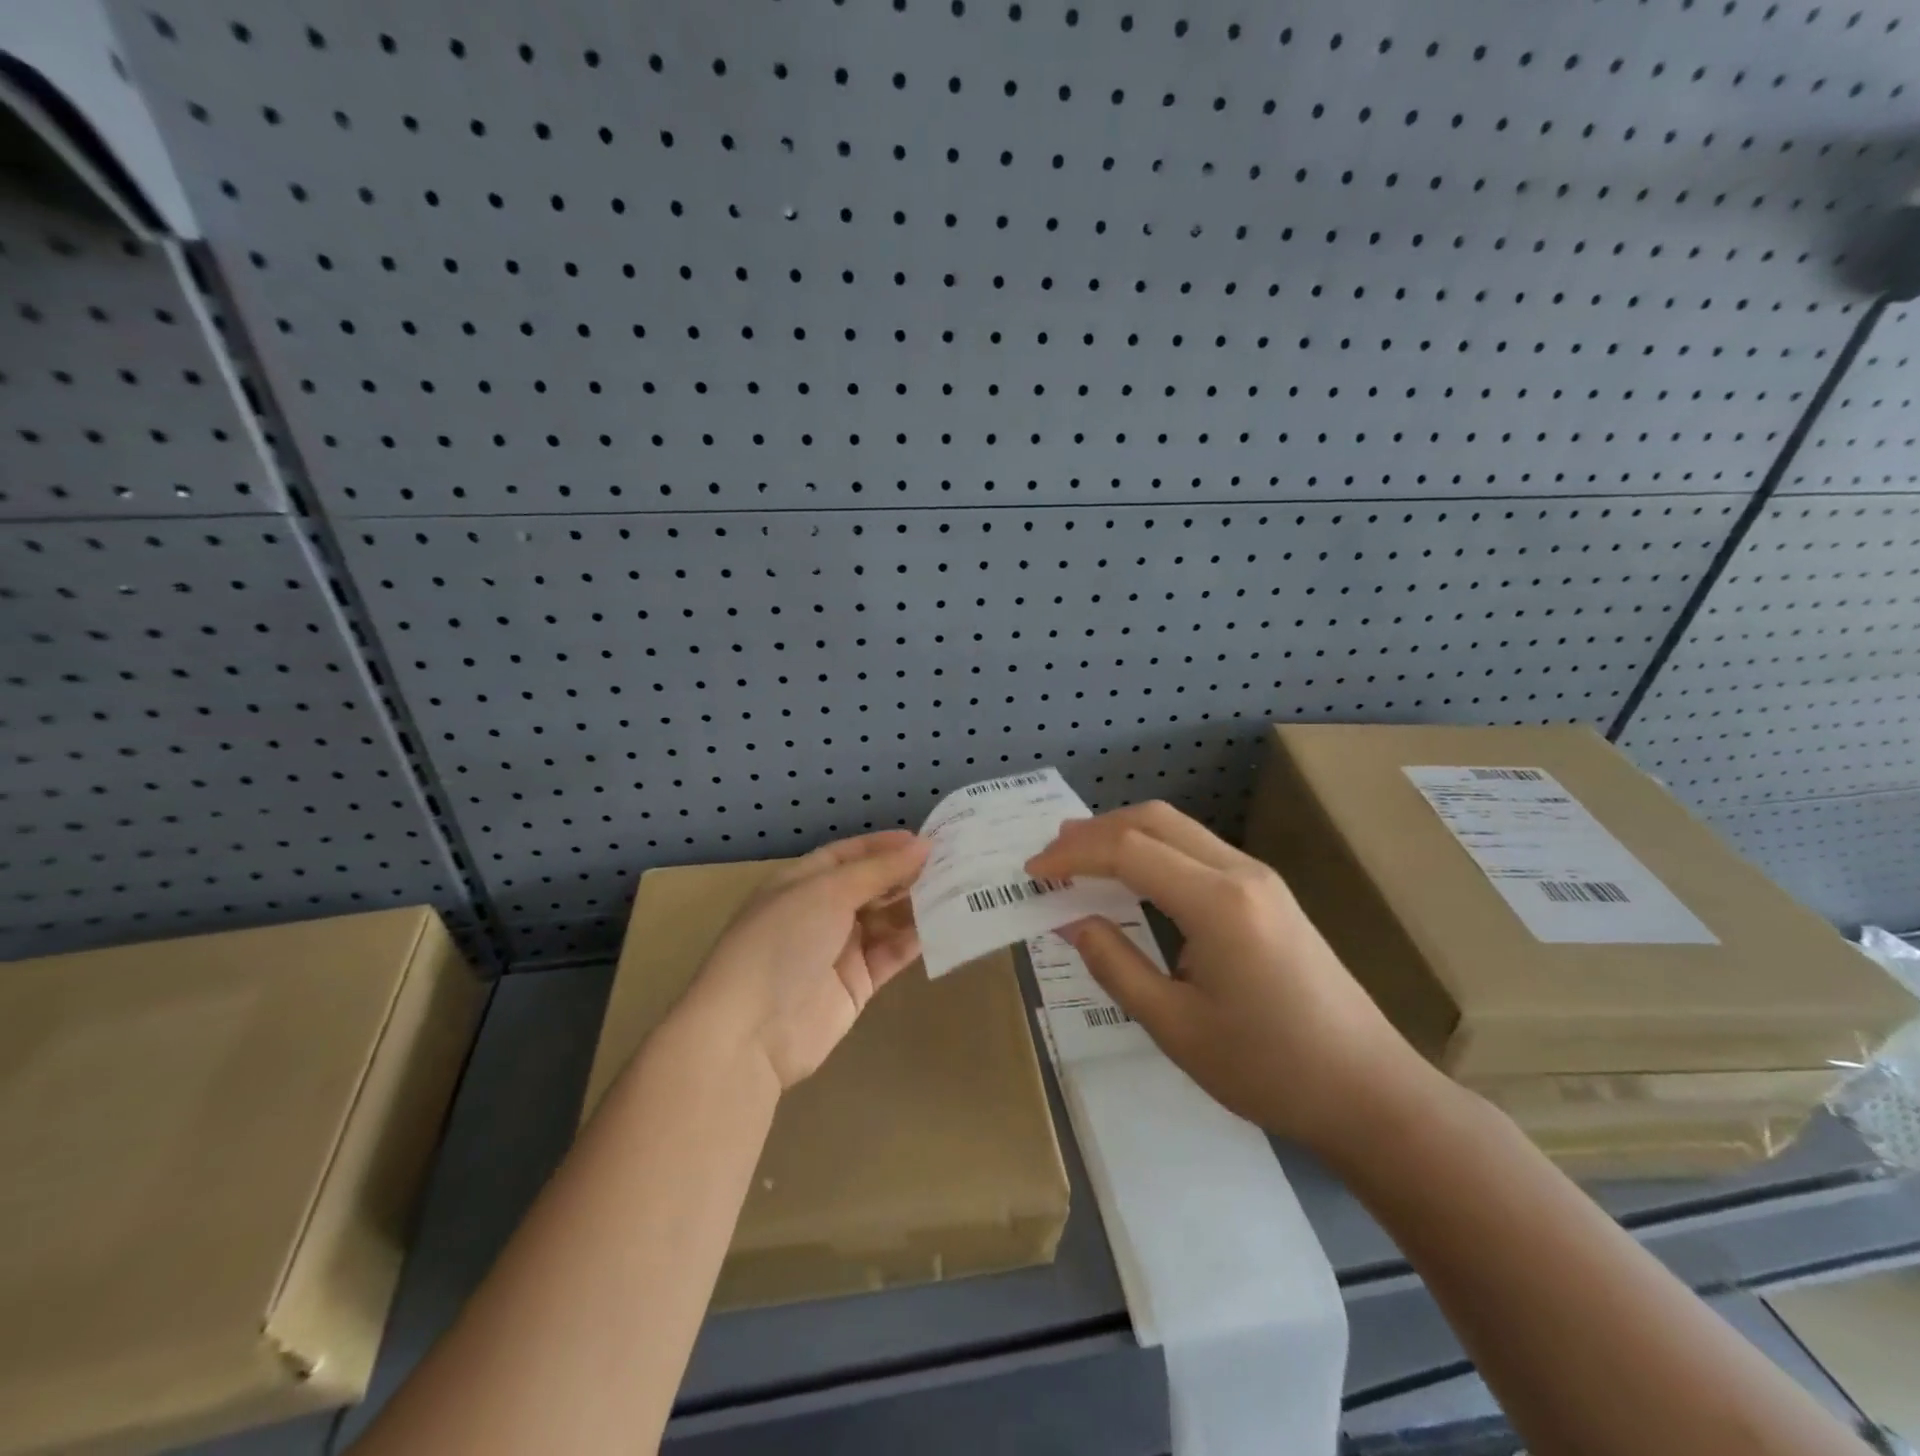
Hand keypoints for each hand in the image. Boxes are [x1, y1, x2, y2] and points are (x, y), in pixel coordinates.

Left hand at [681, 831, 930, 1089]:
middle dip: (906, 875)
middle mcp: (820, 912)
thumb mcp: (828, 892)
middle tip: (953, 863)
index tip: (925, 840)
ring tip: (958, 890)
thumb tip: (923, 845)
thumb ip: (878, 870)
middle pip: (870, 886)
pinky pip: (891, 954)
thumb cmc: (783, 941)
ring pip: (885, 920)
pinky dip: (915, 940)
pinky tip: (945, 926)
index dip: (884, 846)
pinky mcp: (857, 985)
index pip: (847, 855)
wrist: (752, 1030)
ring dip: (916, 906)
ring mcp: (838, 950)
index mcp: (802, 882)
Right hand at [1026, 802, 1423, 1152]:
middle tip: (1050, 853)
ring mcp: (1260, 878)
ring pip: (1178, 828)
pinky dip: (1152, 849)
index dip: (1073, 855)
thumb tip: (1071, 921)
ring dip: (1124, 834)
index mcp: (1218, 903)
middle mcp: (1240, 873)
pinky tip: (1132, 875)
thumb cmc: (1267, 1069)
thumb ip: (1114, 965)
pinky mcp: (1267, 893)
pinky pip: (1197, 849)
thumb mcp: (1174, 1026)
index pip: (1128, 851)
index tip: (1032, 872)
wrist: (1368, 1092)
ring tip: (1079, 856)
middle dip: (1095, 830)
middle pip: (1155, 820)